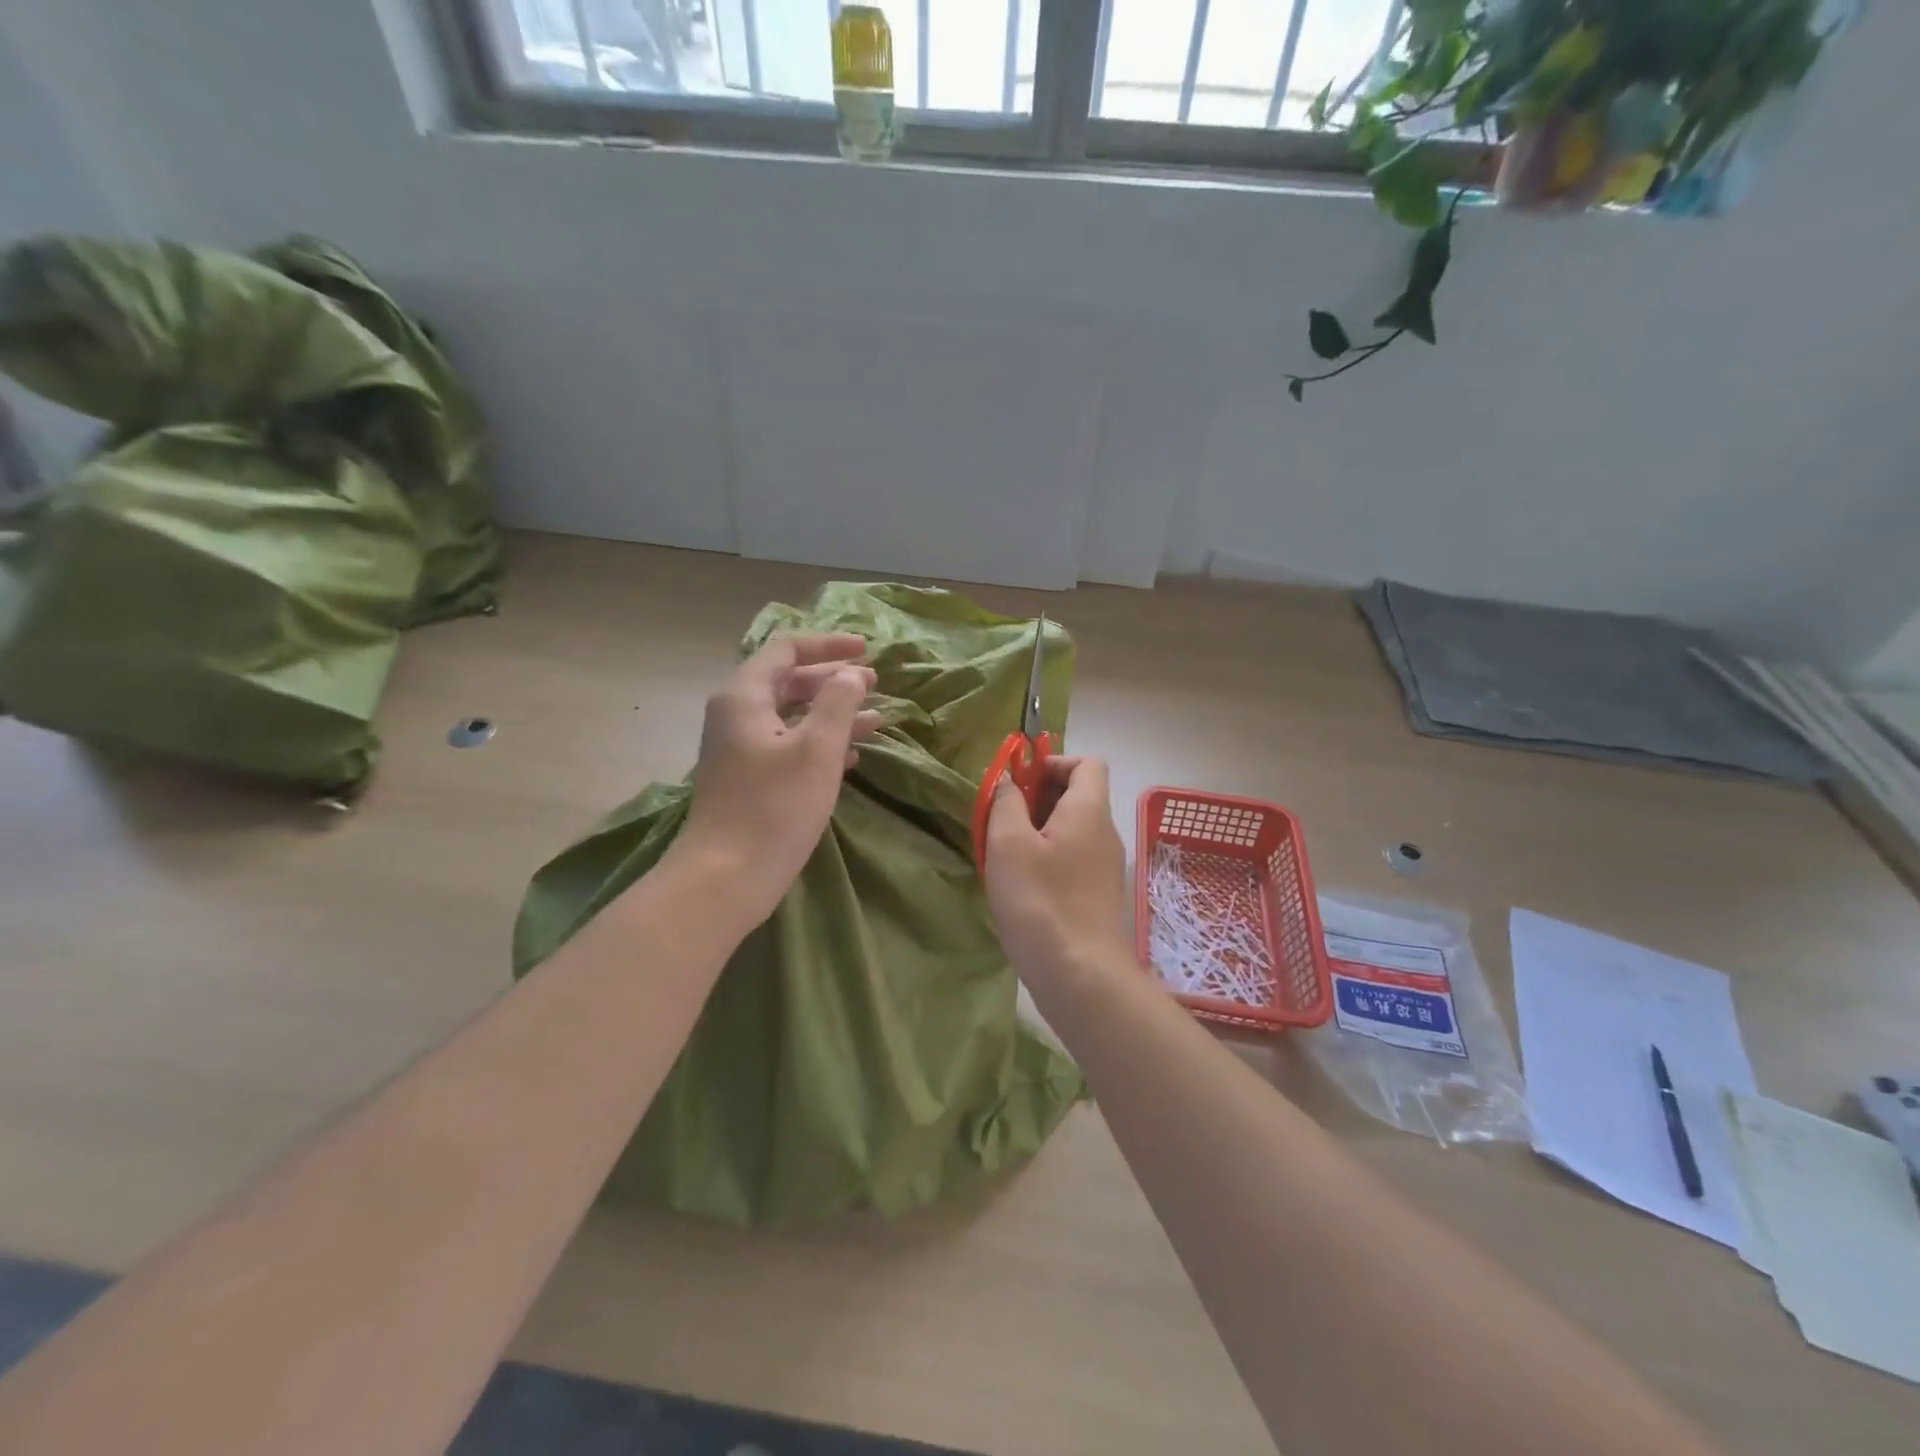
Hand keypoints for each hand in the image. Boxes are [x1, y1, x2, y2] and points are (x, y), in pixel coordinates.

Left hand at [677, 632, 883, 923]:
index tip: (867, 650)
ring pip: (792, 715)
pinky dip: (820, 742)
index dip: (829, 644)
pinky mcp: (749, 779)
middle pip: (789, 680)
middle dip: (833, 679)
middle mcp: (737, 715)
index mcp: (745, 696)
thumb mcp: (817, 749)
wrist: (725, 877)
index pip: (786, 649)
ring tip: (876, 718)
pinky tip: (852, 754)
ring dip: (833, 713)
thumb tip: (850, 674)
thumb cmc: (774, 807)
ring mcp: (740, 749)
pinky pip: (789, 745)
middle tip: (874, 684)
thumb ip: (838, 702)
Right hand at [984, 756, 1131, 990]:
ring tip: (1003, 855)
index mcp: (1089, 810)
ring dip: (1036, 831)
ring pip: (1070, 830)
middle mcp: (1105, 832)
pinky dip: (1046, 859)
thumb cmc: (1040, 900)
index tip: (1019, 784)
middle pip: (1076, 795)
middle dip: (1036, 798)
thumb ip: (1006, 802)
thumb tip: (1008, 780)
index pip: (1086, 762)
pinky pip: (1071, 858)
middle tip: (1001, 820)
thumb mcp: (1008, 843)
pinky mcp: (1098, 895)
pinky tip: (1020, 885)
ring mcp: (1105, 866)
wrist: (1080, 975)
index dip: (1052, 762)